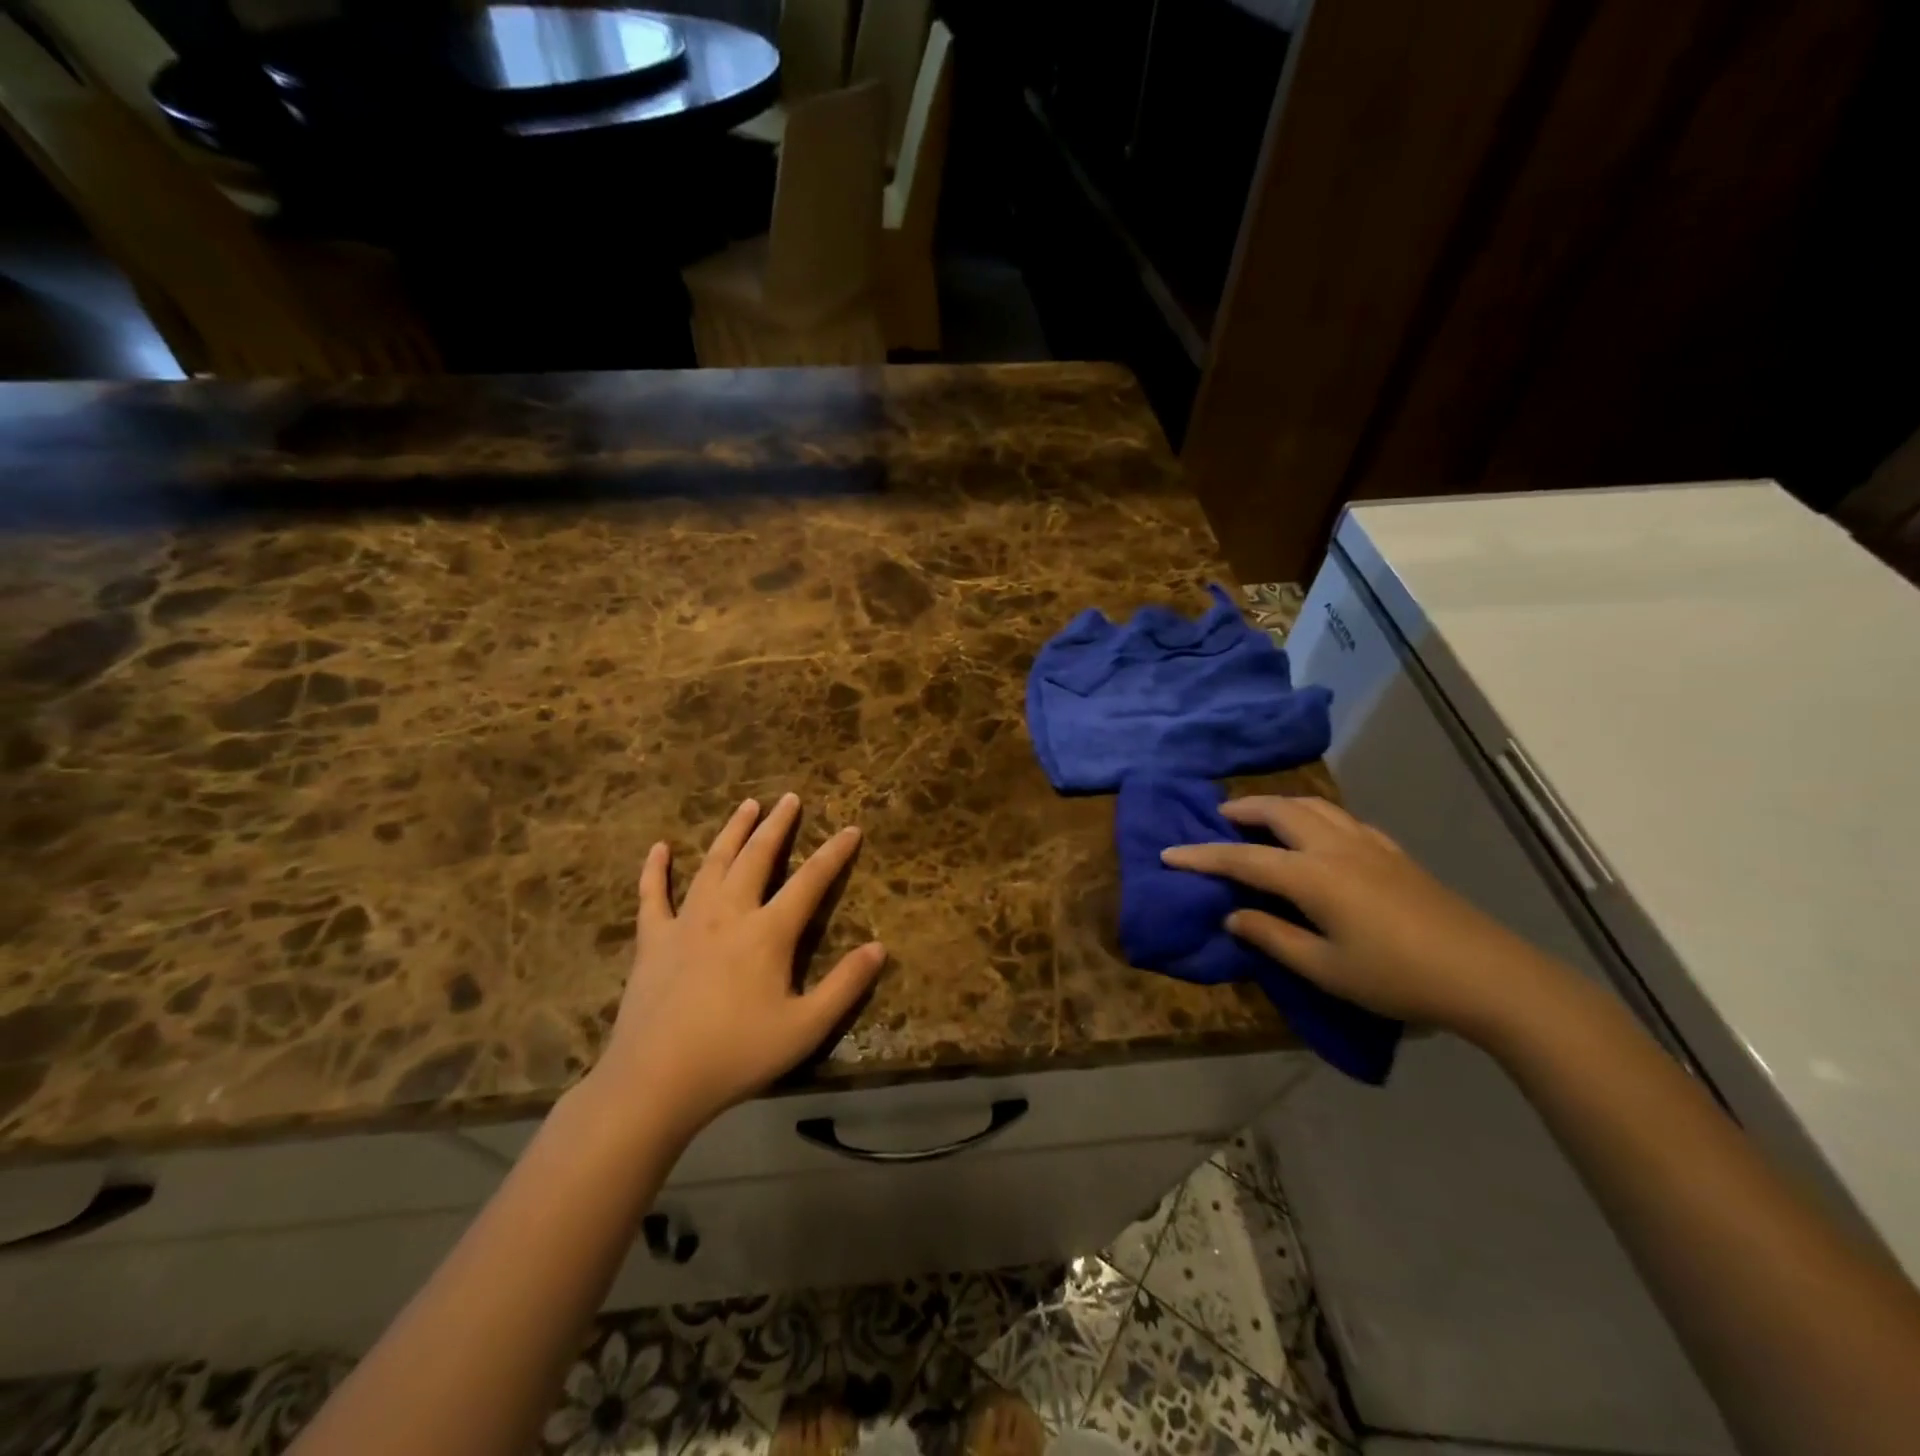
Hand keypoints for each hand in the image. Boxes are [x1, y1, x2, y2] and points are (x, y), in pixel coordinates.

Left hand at [589, 794, 885, 1140]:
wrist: (655, 1081)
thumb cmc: (736, 1054)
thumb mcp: (805, 1028)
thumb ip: (845, 985)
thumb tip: (879, 948)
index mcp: (768, 932)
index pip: (810, 881)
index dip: (834, 853)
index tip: (851, 828)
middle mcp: (729, 913)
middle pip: (758, 857)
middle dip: (778, 825)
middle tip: (790, 797)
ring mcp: (686, 922)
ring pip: (713, 863)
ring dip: (732, 831)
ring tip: (747, 804)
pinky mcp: (653, 940)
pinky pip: (653, 895)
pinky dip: (655, 869)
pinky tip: (660, 847)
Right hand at [1162, 796, 1558, 1042]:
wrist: (1488, 975)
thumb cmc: (1397, 978)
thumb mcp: (1325, 969)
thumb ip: (1272, 937)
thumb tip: (1232, 915)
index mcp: (1313, 876)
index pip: (1243, 858)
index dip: (1202, 856)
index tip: (1168, 853)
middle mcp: (1335, 848)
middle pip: (1279, 812)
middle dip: (1242, 810)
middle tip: (1217, 819)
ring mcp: (1369, 845)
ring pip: (1313, 805)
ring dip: (1279, 804)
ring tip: (1260, 816)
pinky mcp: (1394, 853)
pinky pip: (1342, 818)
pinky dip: (1314, 814)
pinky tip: (1317, 832)